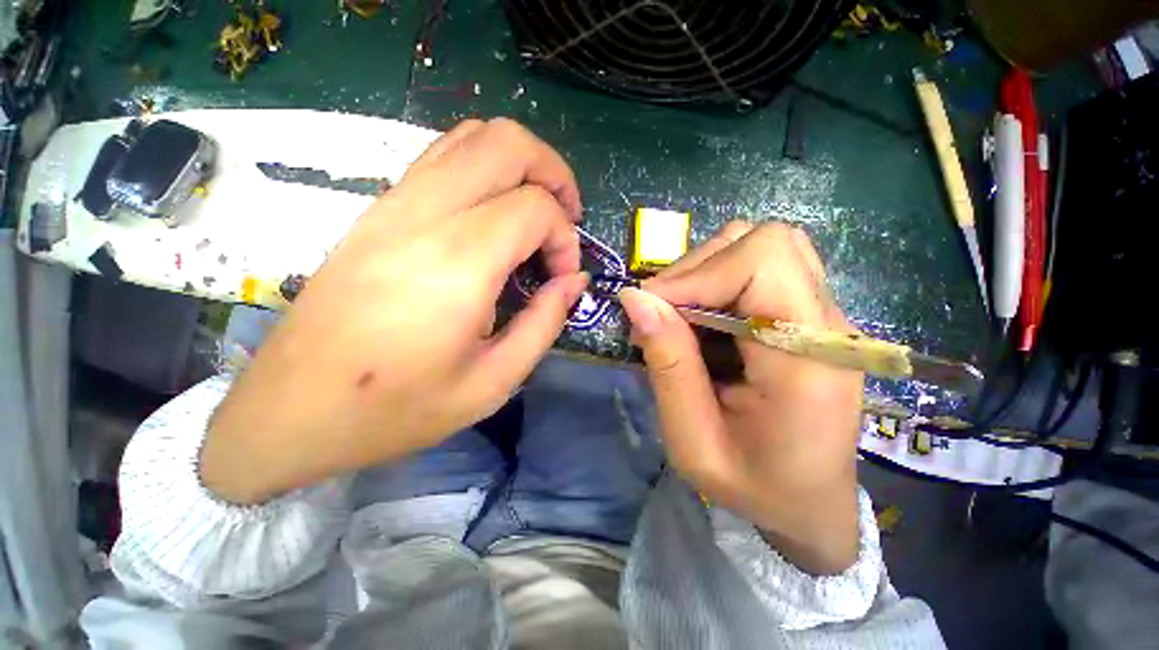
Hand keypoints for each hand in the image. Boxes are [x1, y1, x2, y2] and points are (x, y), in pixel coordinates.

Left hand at [201, 119, 588, 503]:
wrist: (292, 411)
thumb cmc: (397, 408)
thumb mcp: (493, 382)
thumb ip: (545, 323)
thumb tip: (573, 281)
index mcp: (459, 263)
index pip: (536, 208)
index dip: (565, 239)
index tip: (561, 278)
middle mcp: (425, 215)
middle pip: (507, 142)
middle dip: (553, 172)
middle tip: (567, 219)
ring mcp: (393, 204)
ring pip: (471, 137)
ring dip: (520, 164)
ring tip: (537, 211)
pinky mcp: (377, 211)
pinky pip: (442, 158)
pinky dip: (484, 169)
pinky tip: (493, 215)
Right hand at [618, 222, 863, 574]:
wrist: (810, 503)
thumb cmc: (754, 485)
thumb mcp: (693, 442)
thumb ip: (668, 365)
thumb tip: (635, 298)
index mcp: (810, 359)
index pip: (763, 261)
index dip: (697, 273)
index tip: (652, 308)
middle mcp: (828, 324)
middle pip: (763, 243)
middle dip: (697, 269)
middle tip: (662, 314)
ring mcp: (824, 315)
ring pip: (762, 246)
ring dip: (706, 271)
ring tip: (681, 315)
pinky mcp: (809, 315)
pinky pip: (763, 267)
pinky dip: (719, 280)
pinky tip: (704, 318)